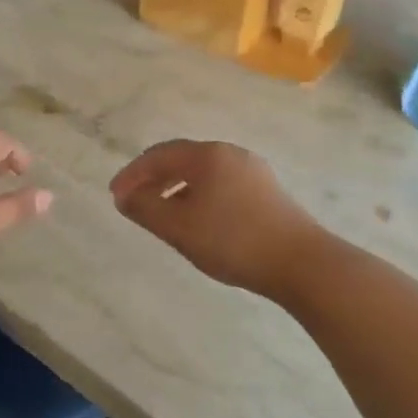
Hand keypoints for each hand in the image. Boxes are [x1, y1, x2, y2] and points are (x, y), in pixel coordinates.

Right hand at [110, 140, 323, 300]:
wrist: (302, 263)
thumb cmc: (233, 240)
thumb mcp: (179, 227)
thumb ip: (145, 209)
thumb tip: (124, 197)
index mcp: (207, 155)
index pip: (159, 155)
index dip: (133, 173)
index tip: (115, 195)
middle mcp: (230, 154)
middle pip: (182, 159)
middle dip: (154, 179)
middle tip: (134, 201)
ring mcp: (253, 172)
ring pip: (203, 173)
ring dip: (176, 189)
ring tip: (162, 213)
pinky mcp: (268, 192)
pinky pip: (222, 185)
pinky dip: (199, 196)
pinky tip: (198, 221)